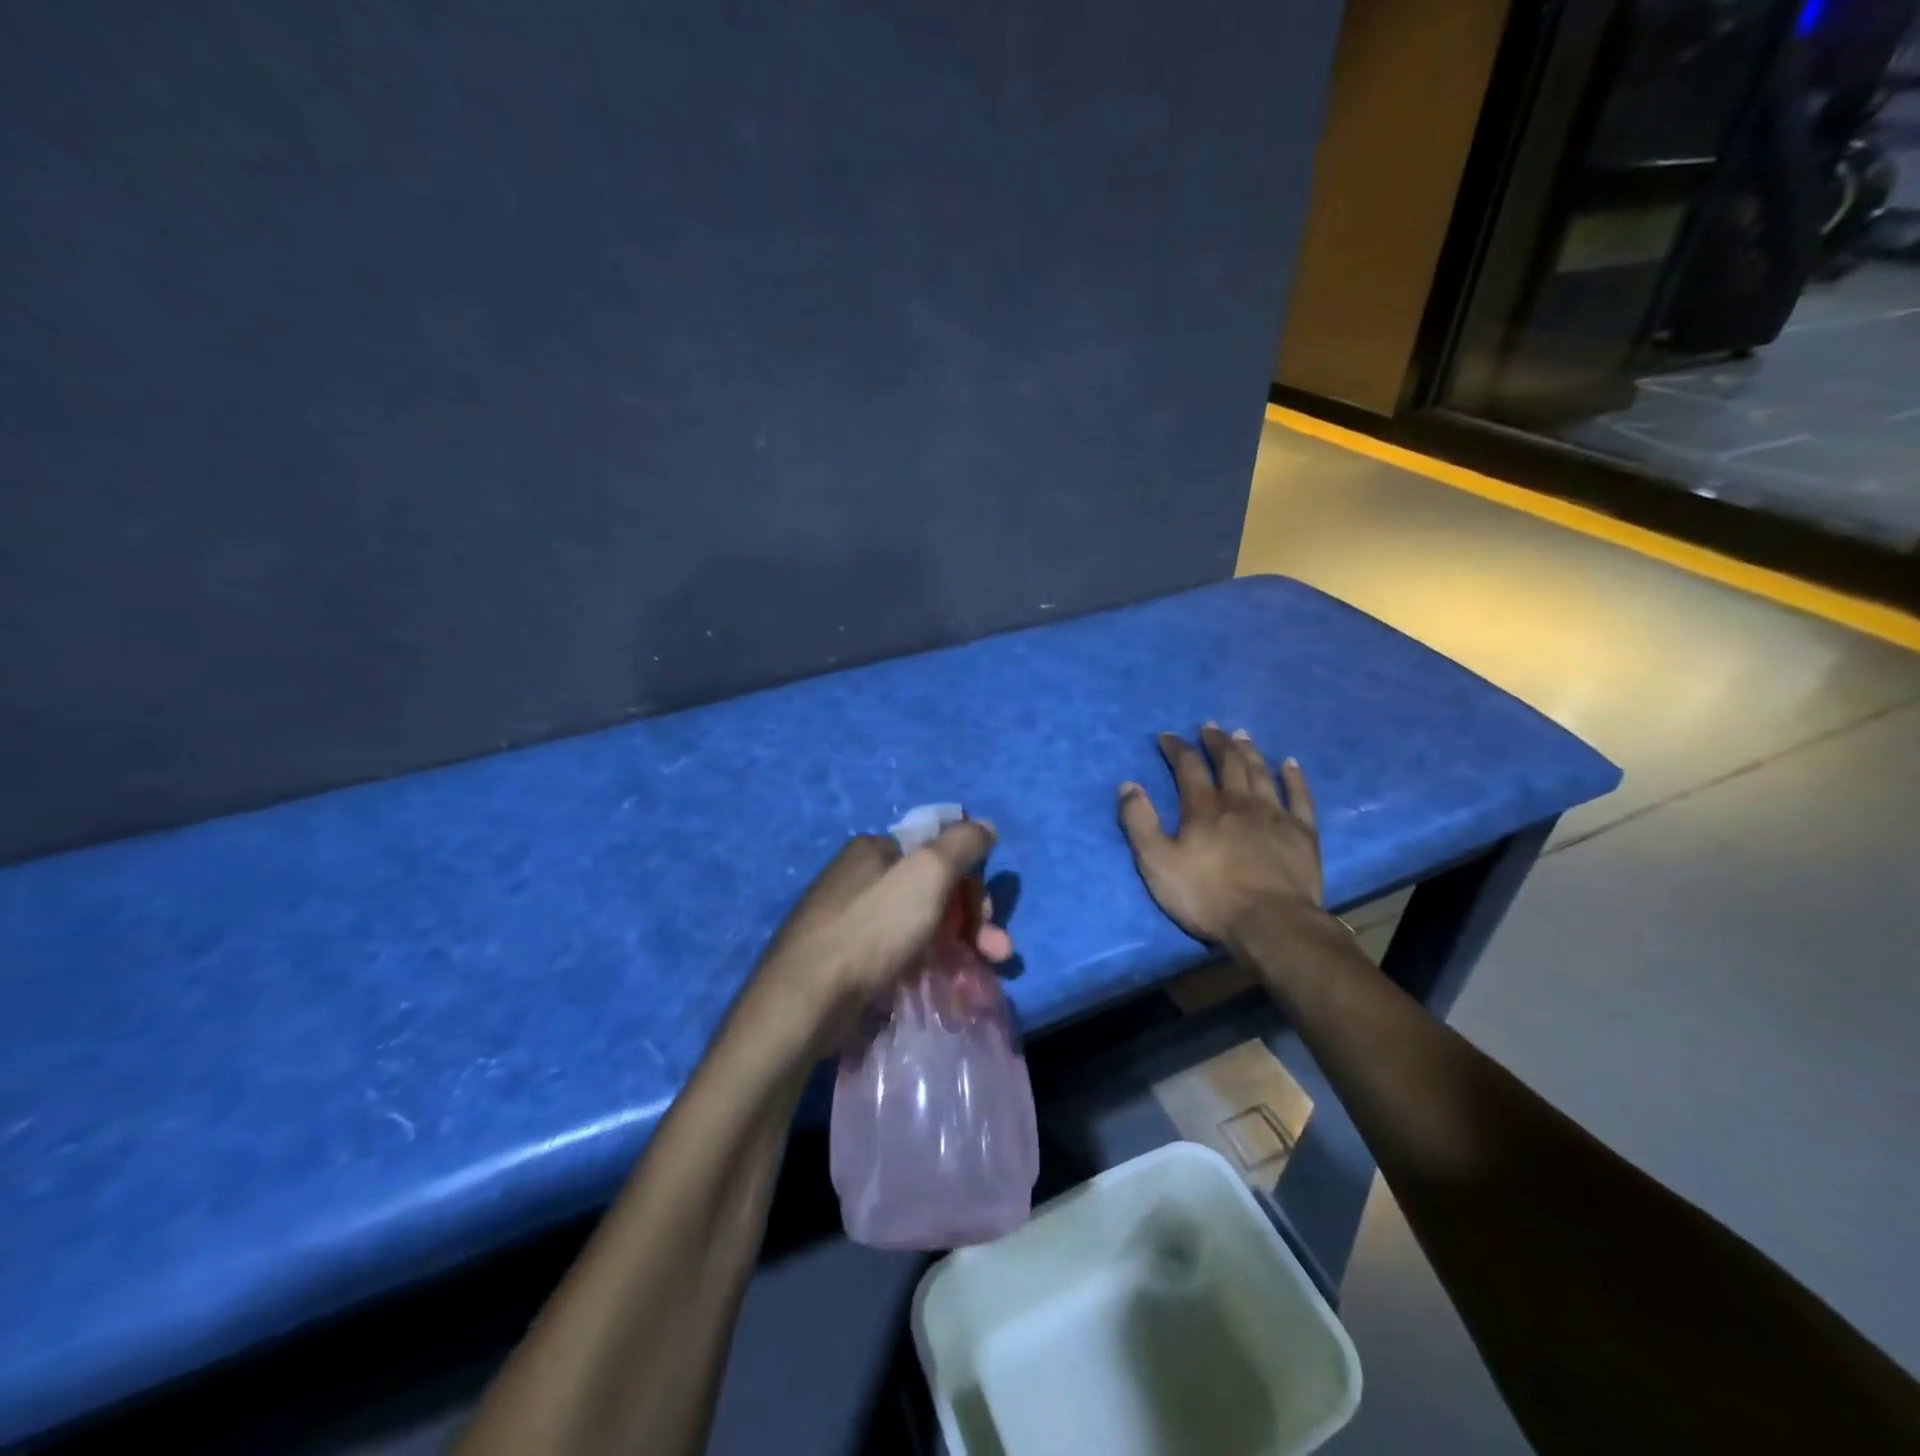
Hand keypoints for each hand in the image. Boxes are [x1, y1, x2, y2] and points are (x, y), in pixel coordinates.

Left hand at [744, 822, 1013, 1057]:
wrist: (806, 999)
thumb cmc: (871, 927)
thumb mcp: (926, 873)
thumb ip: (961, 844)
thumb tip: (985, 825)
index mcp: (875, 851)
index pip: (938, 854)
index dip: (970, 883)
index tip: (988, 917)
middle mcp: (861, 879)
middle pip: (932, 892)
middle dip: (971, 921)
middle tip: (995, 952)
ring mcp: (851, 922)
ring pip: (919, 927)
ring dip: (957, 947)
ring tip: (979, 980)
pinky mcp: (847, 962)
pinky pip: (899, 955)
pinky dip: (926, 967)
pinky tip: (944, 989)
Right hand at [1118, 726, 1323, 943]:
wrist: (1270, 923)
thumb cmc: (1207, 897)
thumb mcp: (1157, 864)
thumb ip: (1140, 823)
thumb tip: (1128, 785)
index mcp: (1203, 808)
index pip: (1187, 767)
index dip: (1176, 748)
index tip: (1167, 736)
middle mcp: (1239, 802)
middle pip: (1228, 762)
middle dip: (1216, 742)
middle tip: (1209, 727)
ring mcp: (1275, 815)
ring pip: (1261, 773)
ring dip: (1249, 752)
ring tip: (1242, 736)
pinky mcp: (1302, 833)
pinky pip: (1299, 796)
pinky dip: (1294, 777)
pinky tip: (1290, 764)